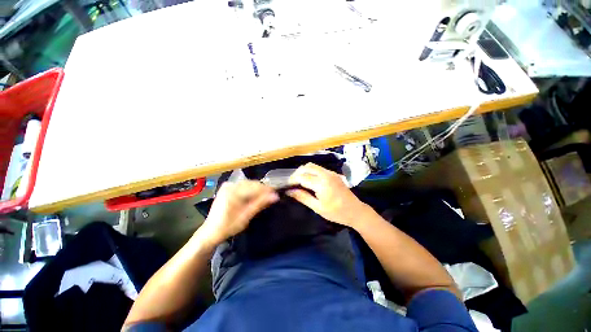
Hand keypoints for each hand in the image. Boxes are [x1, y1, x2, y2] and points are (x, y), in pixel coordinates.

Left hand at [199, 180, 278, 245]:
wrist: (211, 231)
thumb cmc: (228, 226)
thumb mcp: (246, 216)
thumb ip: (260, 203)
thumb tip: (275, 196)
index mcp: (233, 191)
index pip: (255, 187)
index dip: (267, 190)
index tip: (277, 194)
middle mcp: (230, 184)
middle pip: (252, 184)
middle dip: (263, 190)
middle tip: (272, 197)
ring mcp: (228, 185)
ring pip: (249, 184)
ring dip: (258, 190)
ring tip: (266, 197)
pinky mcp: (228, 188)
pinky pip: (244, 186)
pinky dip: (251, 190)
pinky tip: (255, 196)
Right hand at [287, 163, 371, 227]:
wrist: (356, 211)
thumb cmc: (336, 212)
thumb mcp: (318, 207)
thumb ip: (303, 197)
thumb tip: (290, 191)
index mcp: (322, 183)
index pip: (302, 177)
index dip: (293, 180)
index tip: (287, 186)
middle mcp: (326, 174)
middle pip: (307, 167)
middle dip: (297, 173)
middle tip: (293, 183)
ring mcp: (331, 173)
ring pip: (313, 166)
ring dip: (304, 171)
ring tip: (300, 181)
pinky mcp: (333, 174)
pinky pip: (319, 169)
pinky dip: (311, 172)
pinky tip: (310, 180)